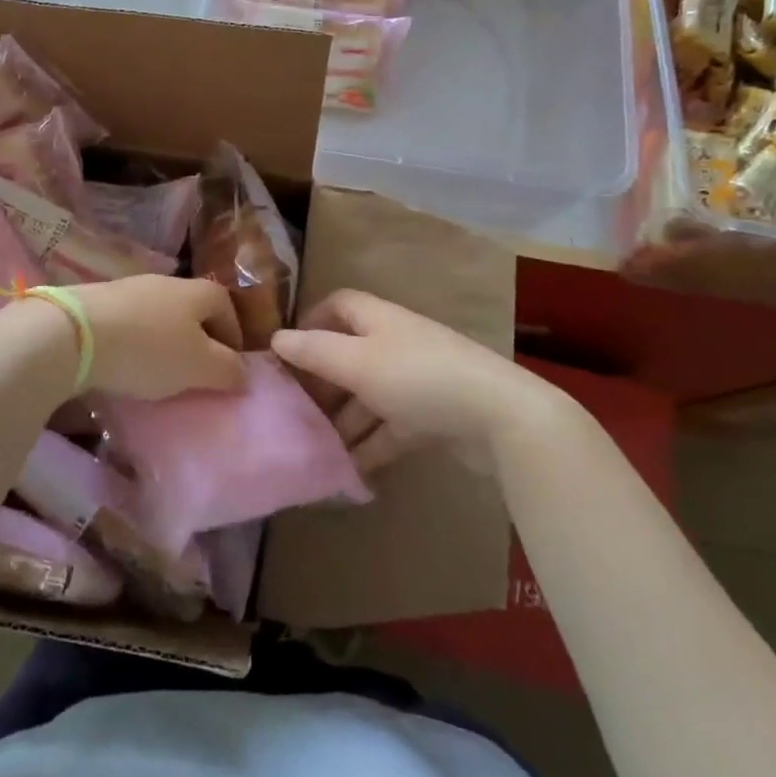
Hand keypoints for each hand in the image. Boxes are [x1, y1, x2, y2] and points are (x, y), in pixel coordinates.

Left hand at [61, 275, 245, 400]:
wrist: (75, 333)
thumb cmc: (149, 349)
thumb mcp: (198, 366)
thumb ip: (227, 370)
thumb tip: (243, 374)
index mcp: (198, 291)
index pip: (227, 306)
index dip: (234, 336)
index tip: (231, 368)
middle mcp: (167, 282)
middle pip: (192, 309)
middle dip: (199, 339)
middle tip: (196, 374)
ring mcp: (129, 288)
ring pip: (159, 316)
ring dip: (165, 342)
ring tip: (159, 375)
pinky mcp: (98, 302)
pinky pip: (129, 323)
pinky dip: (135, 343)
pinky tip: (126, 366)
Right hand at [271, 289, 553, 472]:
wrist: (498, 417)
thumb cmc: (418, 378)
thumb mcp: (357, 363)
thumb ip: (315, 351)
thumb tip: (276, 338)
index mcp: (379, 320)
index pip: (339, 305)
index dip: (312, 321)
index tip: (286, 351)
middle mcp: (396, 344)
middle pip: (350, 354)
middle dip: (322, 381)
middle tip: (292, 410)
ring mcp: (416, 381)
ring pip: (368, 396)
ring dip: (343, 420)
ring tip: (313, 448)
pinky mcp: (432, 417)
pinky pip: (390, 428)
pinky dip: (370, 445)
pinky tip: (346, 471)